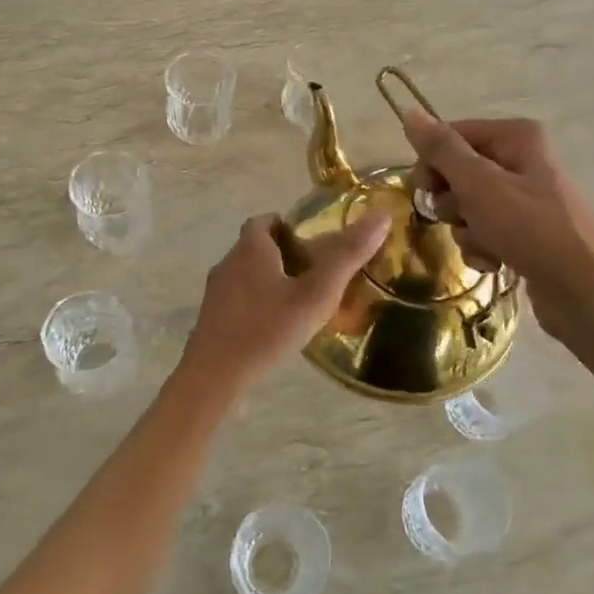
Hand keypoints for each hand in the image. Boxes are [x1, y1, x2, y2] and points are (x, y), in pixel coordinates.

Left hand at [176, 211, 390, 395]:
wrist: (214, 377)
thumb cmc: (267, 329)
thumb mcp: (316, 293)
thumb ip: (348, 255)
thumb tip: (381, 216)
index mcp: (251, 249)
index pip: (264, 221)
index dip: (287, 226)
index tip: (311, 243)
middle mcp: (229, 263)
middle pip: (255, 247)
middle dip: (283, 254)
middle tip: (314, 274)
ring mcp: (216, 293)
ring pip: (246, 275)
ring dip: (270, 281)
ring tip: (299, 303)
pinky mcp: (212, 320)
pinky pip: (238, 301)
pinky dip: (257, 305)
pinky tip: (275, 328)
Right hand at [402, 110, 593, 346]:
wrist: (585, 291)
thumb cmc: (530, 228)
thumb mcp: (479, 184)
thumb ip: (442, 150)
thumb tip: (410, 113)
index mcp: (516, 137)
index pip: (452, 136)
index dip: (432, 163)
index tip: (423, 190)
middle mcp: (522, 160)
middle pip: (459, 173)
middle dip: (452, 201)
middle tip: (459, 217)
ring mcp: (526, 199)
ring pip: (469, 207)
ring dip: (467, 230)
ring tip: (486, 245)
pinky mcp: (526, 233)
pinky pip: (486, 231)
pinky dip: (483, 247)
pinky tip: (495, 262)